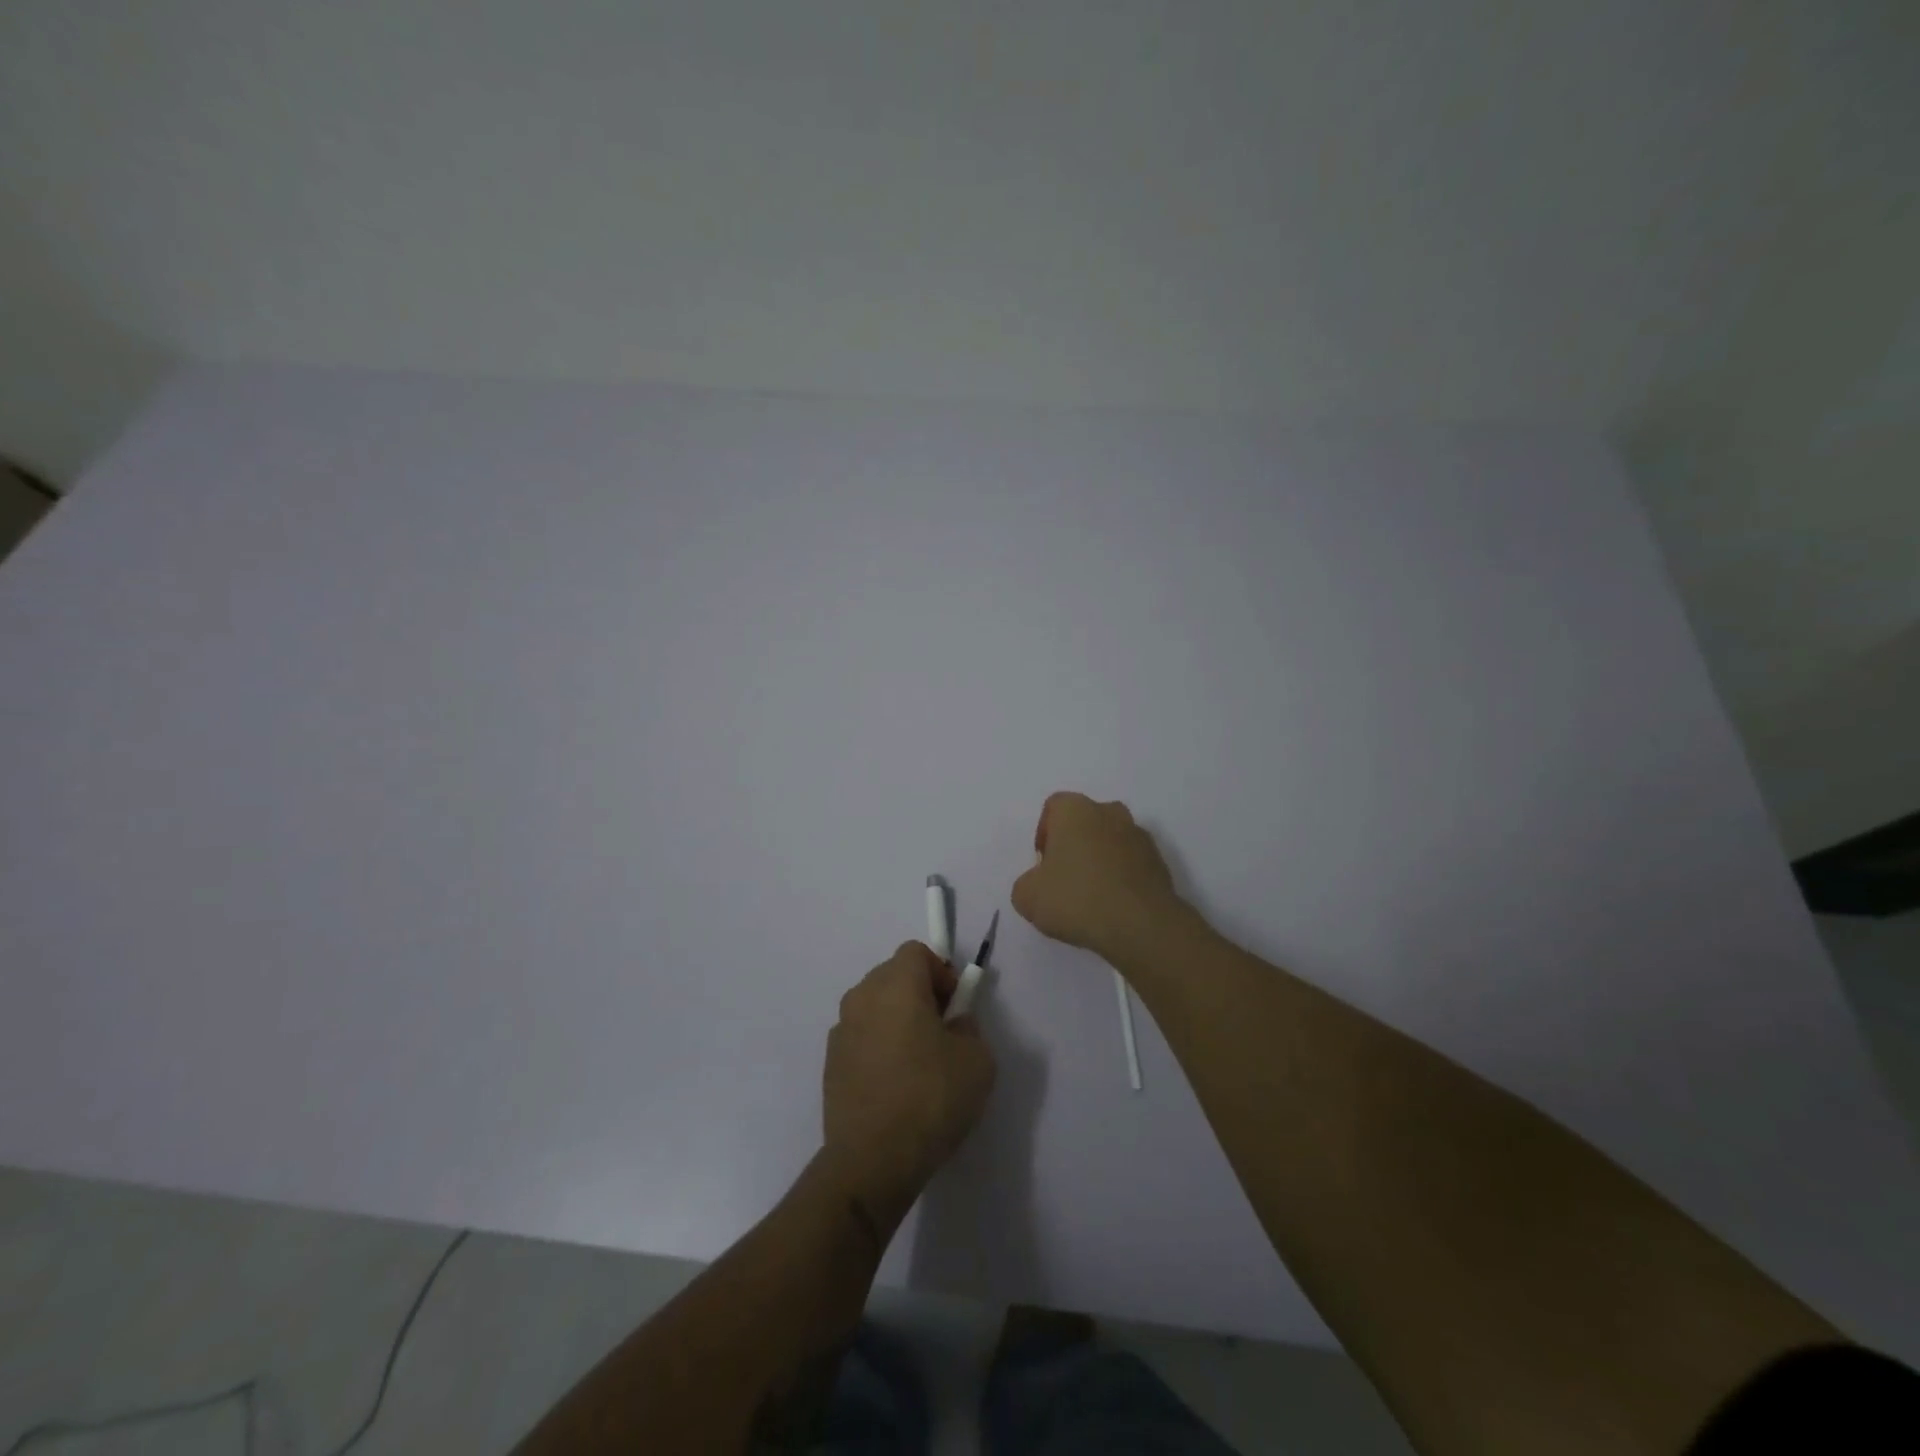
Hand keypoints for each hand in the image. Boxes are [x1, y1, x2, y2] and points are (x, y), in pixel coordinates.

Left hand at [822, 942, 996, 1228]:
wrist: (872, 1160)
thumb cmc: (931, 1098)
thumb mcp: (977, 1058)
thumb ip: (968, 1026)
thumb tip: (953, 1023)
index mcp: (896, 985)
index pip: (916, 952)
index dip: (941, 972)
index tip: (955, 1007)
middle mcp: (861, 997)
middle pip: (893, 975)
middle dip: (919, 993)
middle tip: (942, 1033)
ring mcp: (840, 1030)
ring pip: (875, 1007)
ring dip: (896, 1020)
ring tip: (918, 1063)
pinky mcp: (830, 1063)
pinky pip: (861, 1037)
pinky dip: (878, 1047)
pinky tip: (894, 1086)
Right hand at [1011, 792, 1184, 962]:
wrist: (1140, 925)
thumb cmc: (1077, 899)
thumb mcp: (1027, 897)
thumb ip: (1026, 883)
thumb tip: (1040, 884)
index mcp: (1075, 810)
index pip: (1054, 807)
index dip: (1044, 834)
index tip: (1043, 865)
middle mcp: (1110, 812)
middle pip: (1085, 822)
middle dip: (1074, 845)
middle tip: (1065, 879)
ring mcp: (1139, 836)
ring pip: (1110, 841)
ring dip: (1100, 861)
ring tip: (1091, 897)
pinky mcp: (1159, 862)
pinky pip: (1131, 863)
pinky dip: (1121, 878)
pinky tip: (1113, 906)